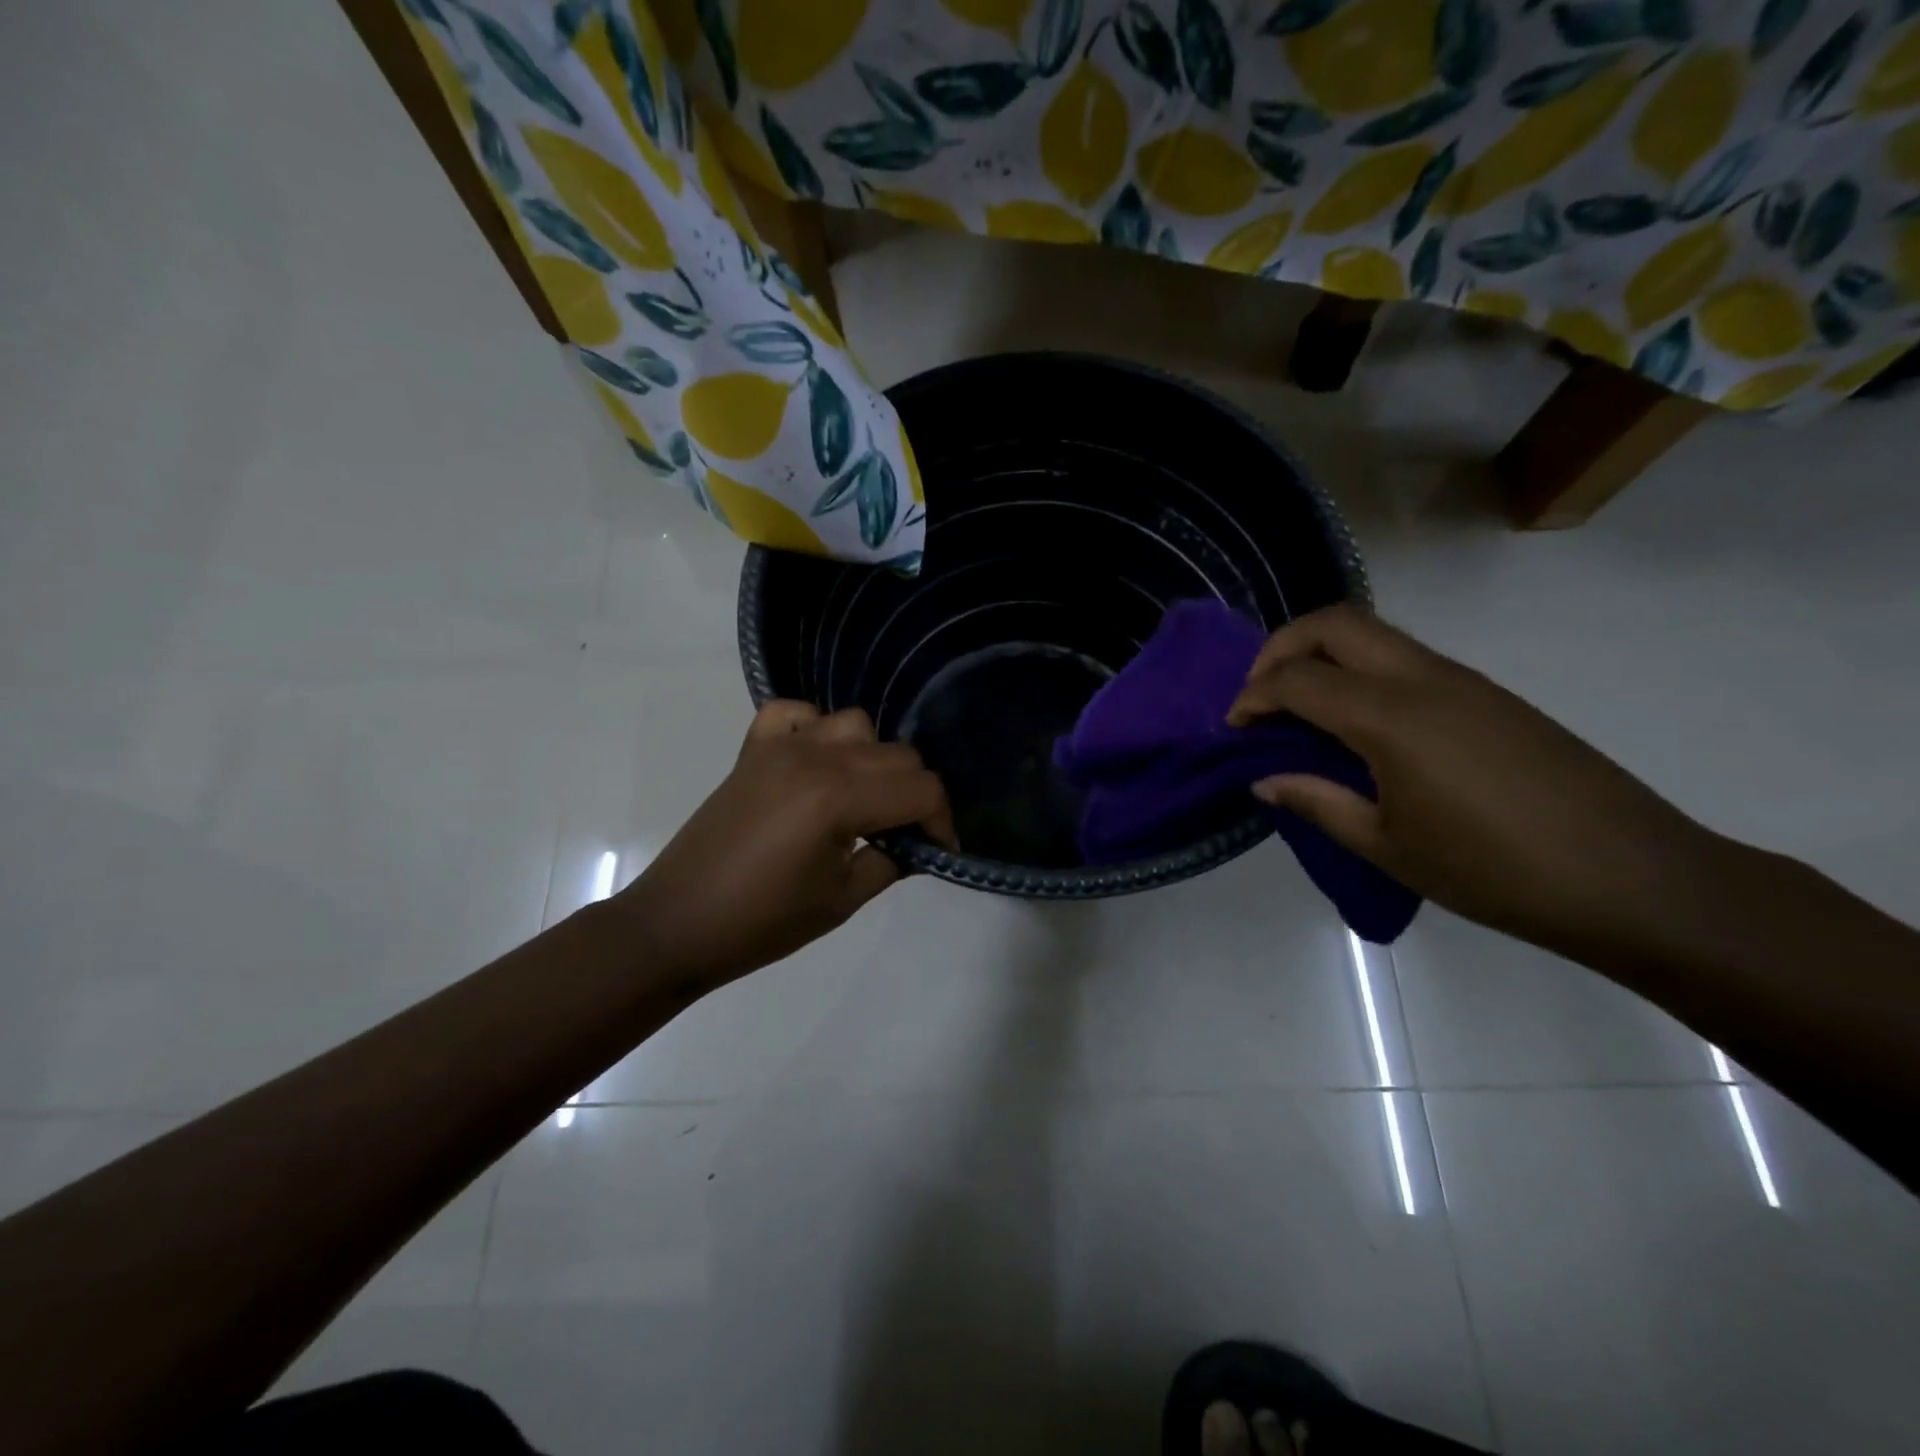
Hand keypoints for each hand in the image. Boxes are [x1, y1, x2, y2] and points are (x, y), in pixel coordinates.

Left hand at [617, 702, 953, 986]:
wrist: (679, 924)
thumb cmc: (764, 923)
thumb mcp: (843, 900)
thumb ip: (892, 861)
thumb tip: (916, 843)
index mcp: (838, 798)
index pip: (921, 789)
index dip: (941, 820)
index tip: (939, 850)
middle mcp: (815, 757)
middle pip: (896, 755)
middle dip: (914, 794)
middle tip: (905, 834)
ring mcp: (780, 746)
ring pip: (856, 725)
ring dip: (873, 758)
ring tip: (862, 798)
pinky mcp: (753, 750)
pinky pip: (795, 713)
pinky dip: (815, 727)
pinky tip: (816, 761)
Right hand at [1226, 605, 1723, 958]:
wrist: (1633, 877)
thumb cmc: (1494, 871)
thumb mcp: (1387, 847)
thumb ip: (1317, 803)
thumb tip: (1265, 778)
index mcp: (1390, 717)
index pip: (1296, 679)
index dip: (1252, 698)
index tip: (1233, 729)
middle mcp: (1424, 678)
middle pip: (1334, 623)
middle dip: (1281, 647)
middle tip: (1260, 695)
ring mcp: (1462, 680)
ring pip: (1373, 633)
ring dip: (1322, 655)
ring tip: (1302, 710)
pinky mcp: (1488, 694)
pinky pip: (1405, 658)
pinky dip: (1360, 671)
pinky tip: (1359, 726)